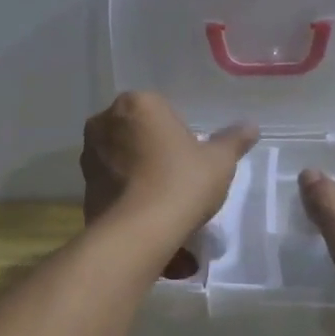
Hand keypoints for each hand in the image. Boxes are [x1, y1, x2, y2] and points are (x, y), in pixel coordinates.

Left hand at [81, 94, 257, 265]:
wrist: (138, 232)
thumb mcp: (218, 161)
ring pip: (122, 156)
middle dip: (155, 150)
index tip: (192, 161)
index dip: (181, 136)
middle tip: (179, 178)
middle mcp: (106, 120)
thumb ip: (233, 140)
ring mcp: (90, 153)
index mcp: (138, 103)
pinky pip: (111, 181)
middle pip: (139, 131)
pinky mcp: (83, 184)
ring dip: (138, 170)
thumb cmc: (182, 183)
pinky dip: (125, 191)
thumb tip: (251, 126)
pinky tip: (144, 212)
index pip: (164, 112)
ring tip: (161, 200)